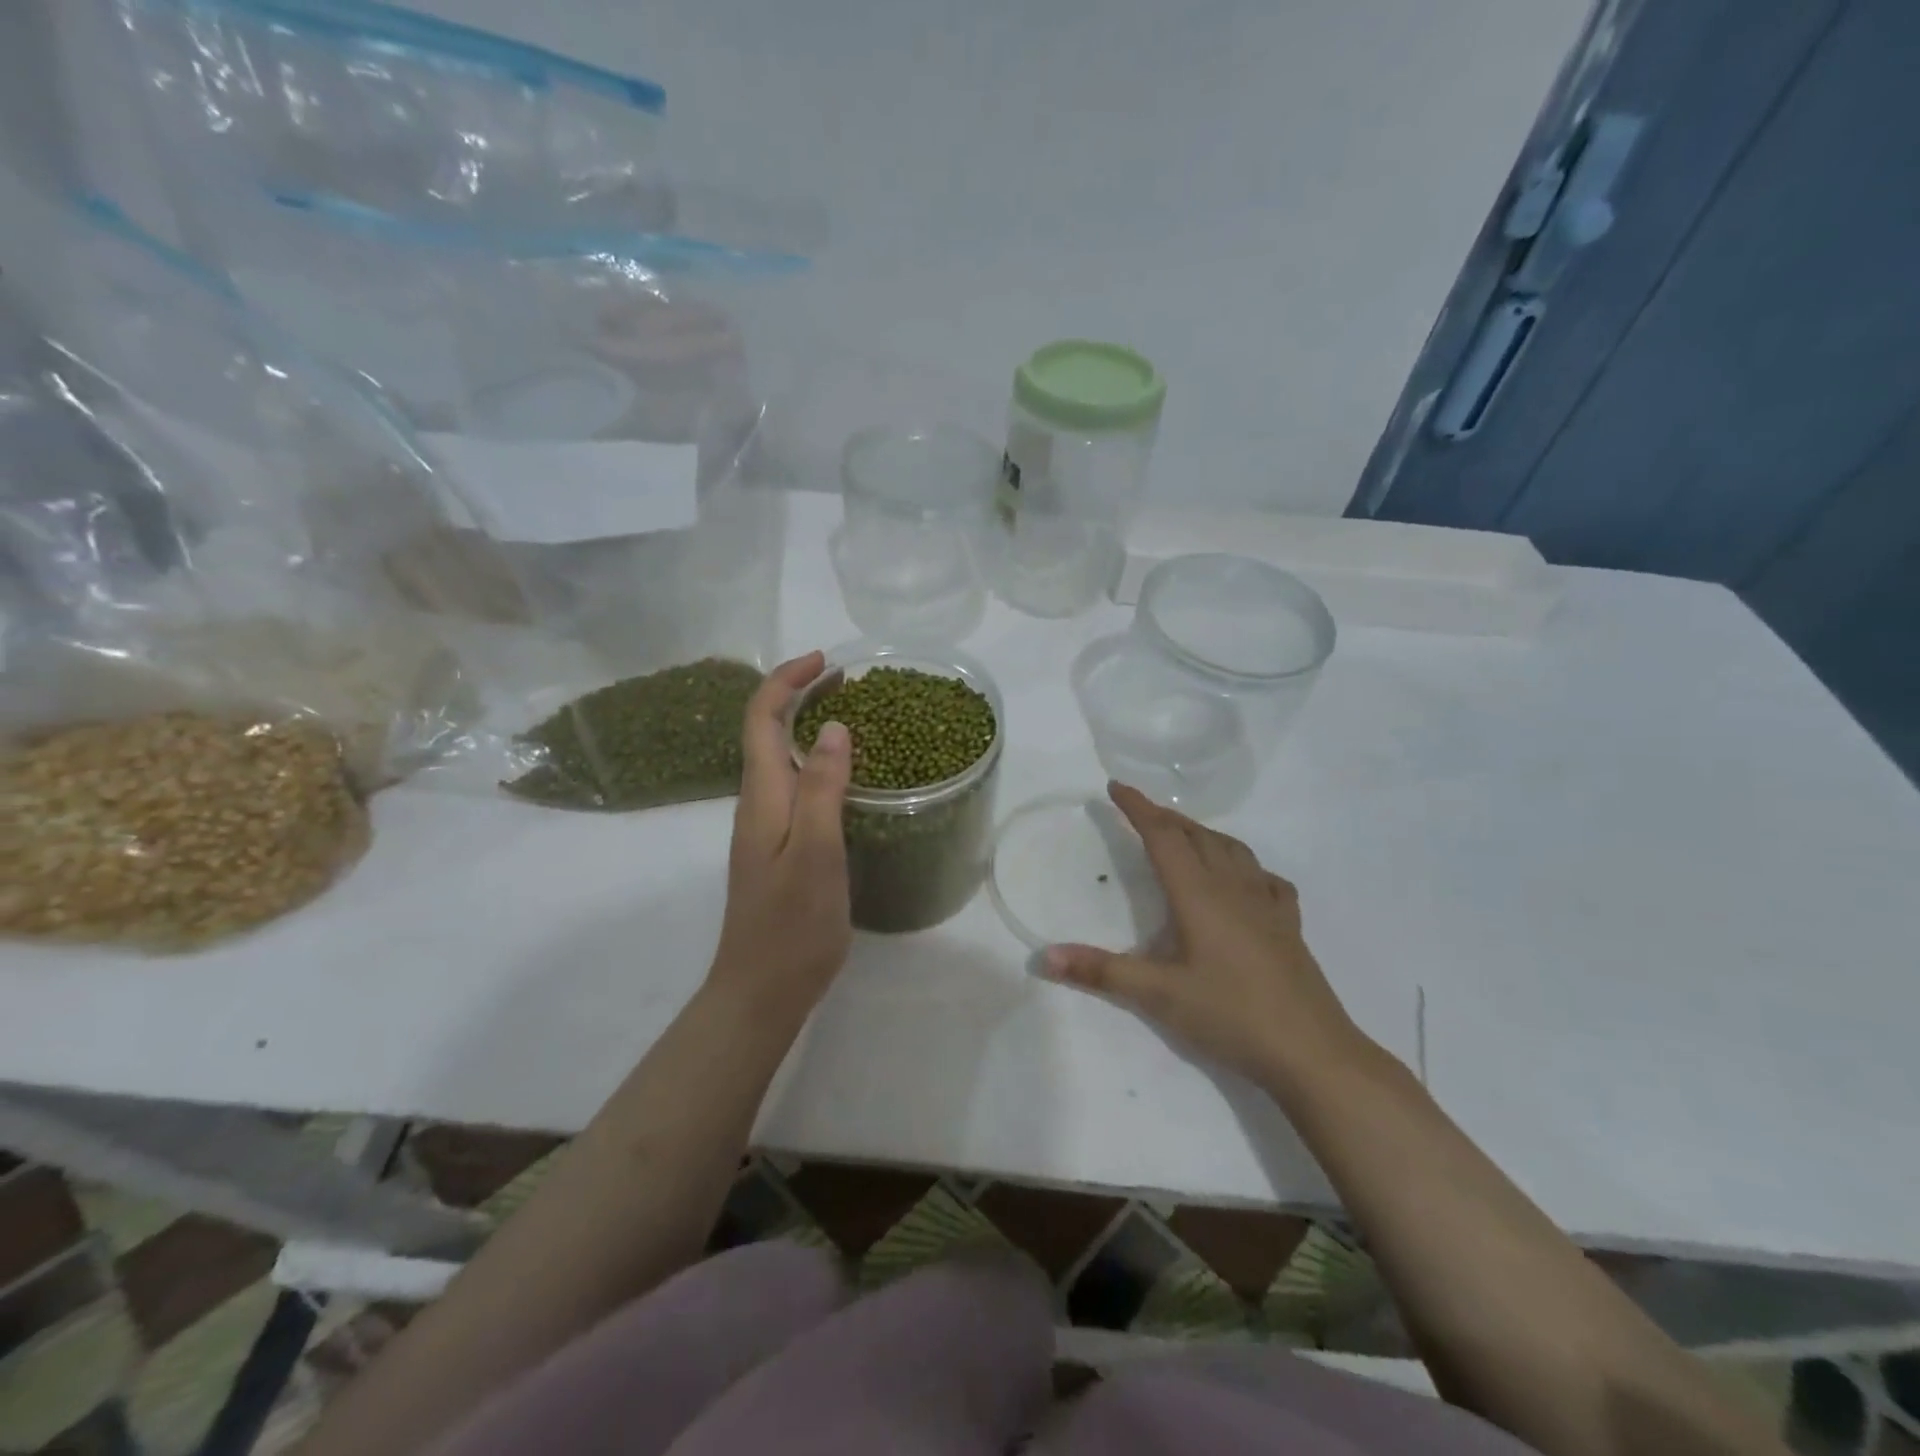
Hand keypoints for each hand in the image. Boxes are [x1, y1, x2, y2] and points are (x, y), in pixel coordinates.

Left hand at [708, 651, 851, 1020]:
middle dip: (798, 694)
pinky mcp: (779, 848)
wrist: (761, 991)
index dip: (786, 681)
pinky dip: (815, 761)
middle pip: (766, 731)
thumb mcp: (815, 852)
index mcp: (762, 797)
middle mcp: (757, 804)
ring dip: (807, 725)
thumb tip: (833, 727)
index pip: (761, 719)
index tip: (826, 662)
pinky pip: (793, 786)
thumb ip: (821, 788)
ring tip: (852, 715)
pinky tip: (845, 776)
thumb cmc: (792, 925)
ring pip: (778, 758)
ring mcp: (765, 828)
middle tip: (846, 681)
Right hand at [1042, 783, 1366, 1087]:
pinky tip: (1244, 881)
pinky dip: (1246, 866)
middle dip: (1166, 818)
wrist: (1312, 1052)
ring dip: (1203, 835)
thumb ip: (1101, 971)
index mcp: (1199, 894)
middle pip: (1197, 836)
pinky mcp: (1288, 927)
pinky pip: (1266, 880)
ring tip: (1184, 837)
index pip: (1163, 837)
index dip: (1138, 808)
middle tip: (1139, 813)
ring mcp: (1267, 905)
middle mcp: (1233, 888)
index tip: (1115, 786)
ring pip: (1233, 851)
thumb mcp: (1158, 995)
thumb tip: (1044, 956)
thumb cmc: (1231, 1015)